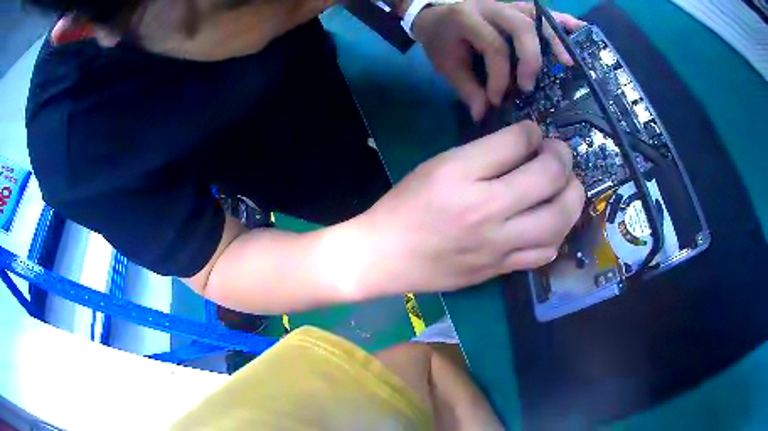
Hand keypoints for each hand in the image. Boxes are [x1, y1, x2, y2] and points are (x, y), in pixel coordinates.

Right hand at [362, 120, 584, 294]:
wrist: (385, 256)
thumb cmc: (406, 205)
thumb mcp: (438, 165)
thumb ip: (484, 152)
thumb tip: (525, 144)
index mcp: (462, 175)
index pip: (518, 141)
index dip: (532, 131)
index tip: (532, 134)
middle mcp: (486, 211)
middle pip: (550, 178)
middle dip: (563, 158)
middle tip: (559, 156)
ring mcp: (497, 246)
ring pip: (559, 220)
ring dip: (572, 197)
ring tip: (566, 188)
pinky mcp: (499, 270)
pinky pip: (545, 253)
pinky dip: (558, 233)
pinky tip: (550, 224)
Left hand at [412, 0, 584, 120]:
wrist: (435, 16)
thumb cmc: (442, 41)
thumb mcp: (446, 65)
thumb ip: (466, 89)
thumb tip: (484, 115)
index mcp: (466, 18)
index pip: (494, 46)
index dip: (500, 76)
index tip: (498, 100)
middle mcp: (489, 7)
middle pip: (521, 27)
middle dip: (530, 58)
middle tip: (529, 86)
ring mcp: (505, 4)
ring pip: (536, 18)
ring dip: (556, 40)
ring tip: (570, 63)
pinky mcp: (516, 8)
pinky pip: (542, 13)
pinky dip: (561, 21)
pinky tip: (579, 29)